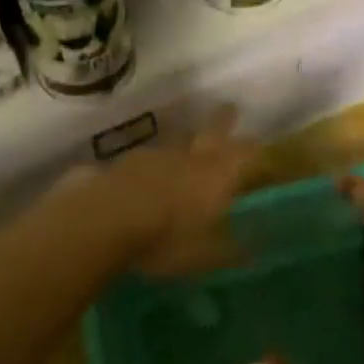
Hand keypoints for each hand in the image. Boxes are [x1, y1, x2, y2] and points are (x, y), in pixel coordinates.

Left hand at [48, 107, 259, 274]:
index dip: (253, 148)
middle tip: (230, 108)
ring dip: (183, 142)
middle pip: (210, 132)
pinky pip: (142, 160)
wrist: (103, 221)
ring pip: (175, 142)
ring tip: (186, 146)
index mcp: (215, 176)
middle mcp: (188, 158)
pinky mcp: (121, 164)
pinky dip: (149, 164)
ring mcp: (152, 156)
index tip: (260, 143)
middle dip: (222, 121)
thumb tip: (252, 253)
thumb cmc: (165, 240)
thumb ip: (229, 251)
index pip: (243, 153)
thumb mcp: (205, 256)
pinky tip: (144, 175)